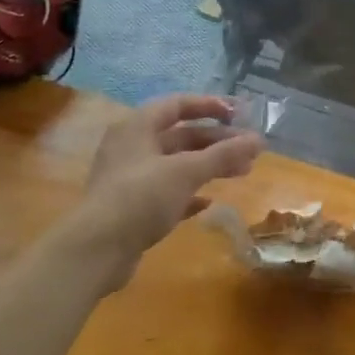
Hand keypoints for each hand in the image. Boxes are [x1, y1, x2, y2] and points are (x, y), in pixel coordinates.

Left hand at [64, 95, 262, 288]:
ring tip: (242, 172)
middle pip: (181, 136)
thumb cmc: (141, 197)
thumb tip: (259, 139)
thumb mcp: (187, 171)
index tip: (239, 115)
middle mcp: (132, 148)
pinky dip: (191, 193)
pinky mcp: (132, 208)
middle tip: (250, 150)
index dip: (209, 106)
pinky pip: (168, 192)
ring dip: (210, 166)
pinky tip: (209, 202)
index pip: (177, 105)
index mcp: (137, 128)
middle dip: (217, 141)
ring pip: (178, 164)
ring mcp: (131, 179)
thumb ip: (224, 154)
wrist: (96, 250)